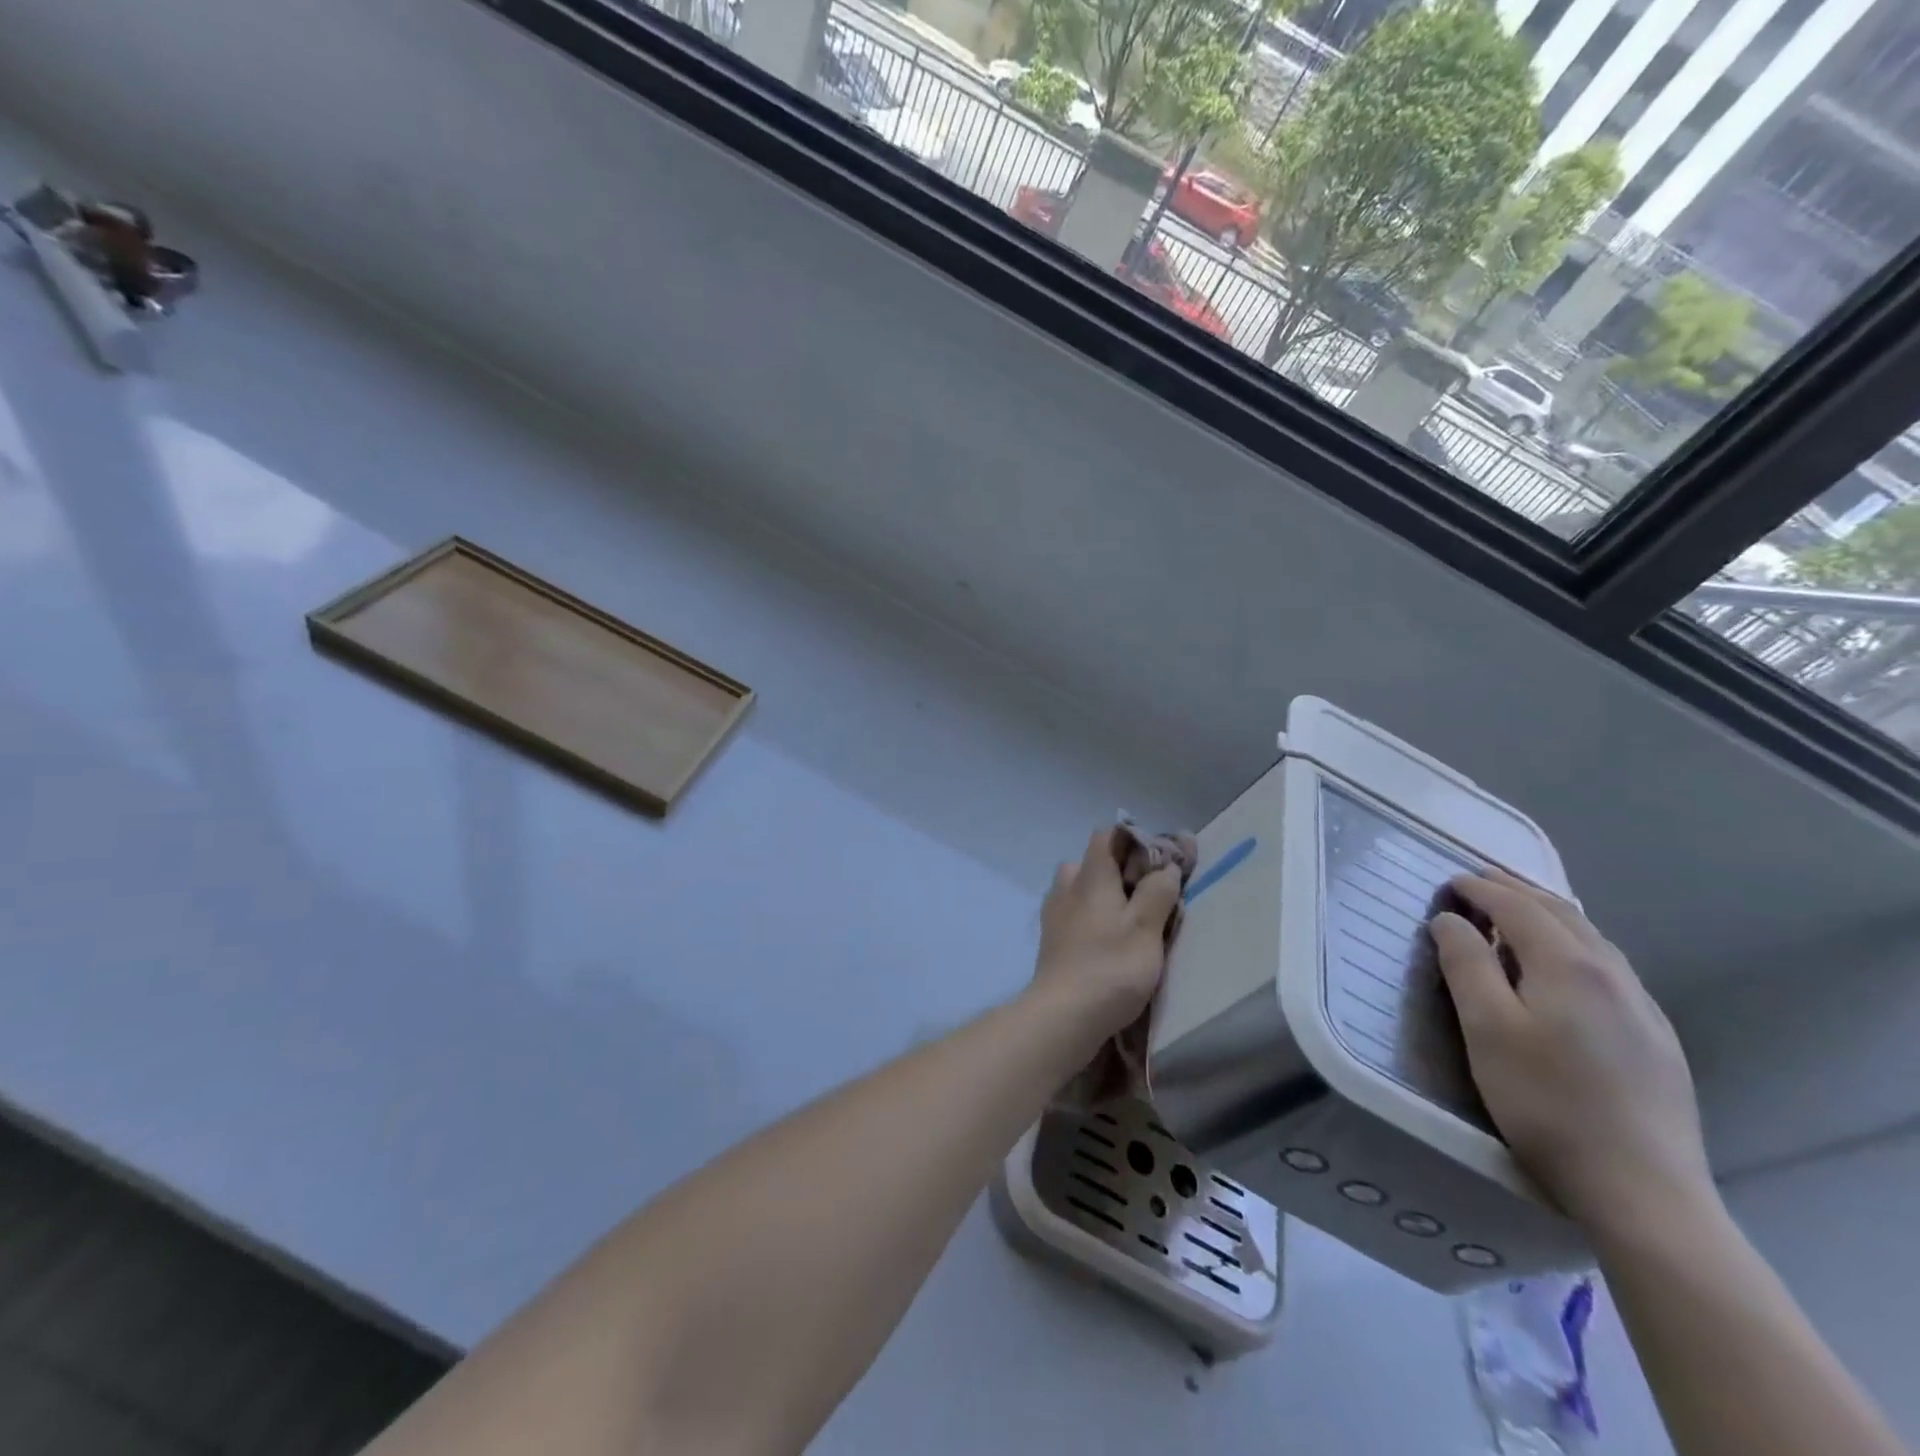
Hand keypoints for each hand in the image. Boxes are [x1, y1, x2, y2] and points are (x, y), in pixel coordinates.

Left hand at [1030, 827, 1183, 1039]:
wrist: (1063, 1015)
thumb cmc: (1111, 966)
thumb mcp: (1146, 926)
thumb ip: (1158, 891)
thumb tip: (1165, 866)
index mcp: (1089, 875)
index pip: (1107, 835)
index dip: (1136, 840)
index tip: (1162, 861)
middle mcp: (1066, 886)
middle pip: (1093, 862)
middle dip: (1120, 871)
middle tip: (1149, 894)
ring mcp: (1054, 913)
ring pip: (1081, 889)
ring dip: (1105, 896)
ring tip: (1132, 920)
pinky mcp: (1051, 939)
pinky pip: (1075, 914)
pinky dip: (1093, 918)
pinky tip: (1109, 941)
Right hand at [1429, 871, 1715, 1234]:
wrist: (1643, 1190)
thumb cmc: (1546, 1102)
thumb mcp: (1486, 1029)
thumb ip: (1466, 965)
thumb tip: (1449, 920)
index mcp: (1568, 965)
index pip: (1518, 906)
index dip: (1480, 889)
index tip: (1449, 882)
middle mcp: (1613, 973)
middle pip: (1561, 913)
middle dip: (1515, 891)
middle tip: (1477, 884)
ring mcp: (1642, 1007)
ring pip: (1591, 938)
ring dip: (1547, 915)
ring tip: (1515, 914)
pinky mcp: (1656, 1038)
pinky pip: (1608, 967)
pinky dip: (1572, 944)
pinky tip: (1563, 967)